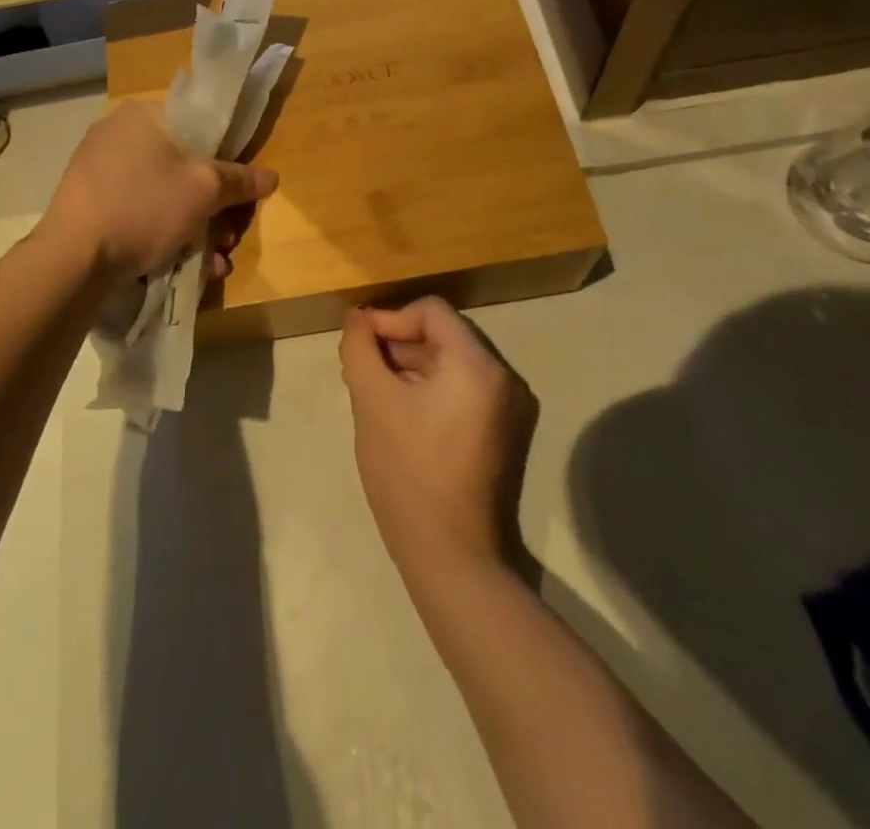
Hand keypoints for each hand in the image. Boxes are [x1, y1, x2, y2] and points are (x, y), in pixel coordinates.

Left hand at [43, 101, 277, 277]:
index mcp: (142, 115)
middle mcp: (117, 135)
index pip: (197, 124)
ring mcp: (98, 171)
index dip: (227, 155)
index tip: (239, 187)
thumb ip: (240, 180)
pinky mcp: (89, 205)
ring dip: (195, 227)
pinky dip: (163, 234)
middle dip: (213, 205)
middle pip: (182, 165)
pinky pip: (138, 212)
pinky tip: (184, 266)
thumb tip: (271, 176)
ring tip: (214, 261)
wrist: (73, 259)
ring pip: (162, 194)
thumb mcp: (204, 190)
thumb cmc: (143, 206)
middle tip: (228, 235)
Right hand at [340, 298, 532, 579]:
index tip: (358, 343)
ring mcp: (510, 408)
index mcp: (478, 366)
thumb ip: (360, 348)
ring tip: (374, 388)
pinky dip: (431, 387)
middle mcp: (505, 378)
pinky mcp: (505, 432)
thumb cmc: (408, 473)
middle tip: (361, 366)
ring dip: (412, 365)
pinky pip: (464, 389)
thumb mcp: (372, 401)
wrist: (453, 558)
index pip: (431, 311)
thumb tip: (358, 319)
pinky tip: (400, 410)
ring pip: (452, 362)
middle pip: (444, 334)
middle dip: (398, 343)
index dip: (390, 318)